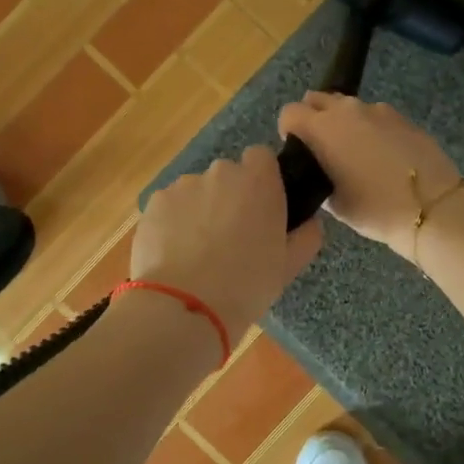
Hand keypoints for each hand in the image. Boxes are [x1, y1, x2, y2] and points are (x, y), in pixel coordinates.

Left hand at [131, 147, 322, 343]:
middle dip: (228, 197)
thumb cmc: (247, 285)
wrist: (185, 306)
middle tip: (230, 236)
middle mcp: (220, 173)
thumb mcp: (288, 266)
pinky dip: (172, 223)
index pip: (261, 157)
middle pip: (226, 175)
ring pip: (195, 191)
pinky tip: (174, 254)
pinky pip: (169, 207)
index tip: (260, 207)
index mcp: (258, 182)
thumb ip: (305, 236)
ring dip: (199, 210)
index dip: (260, 179)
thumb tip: (310, 222)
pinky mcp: (153, 203)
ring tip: (197, 251)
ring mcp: (182, 186)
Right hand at [277, 94, 461, 257]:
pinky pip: (375, 116)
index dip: (288, 130)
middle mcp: (347, 110)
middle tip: (321, 149)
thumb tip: (318, 167)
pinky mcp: (403, 118)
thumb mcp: (334, 203)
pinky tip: (381, 155)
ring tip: (353, 153)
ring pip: (347, 106)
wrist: (432, 207)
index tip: (297, 151)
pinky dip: (370, 129)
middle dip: (312, 117)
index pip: (289, 112)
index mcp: (322, 128)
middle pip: (317, 99)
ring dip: (342, 122)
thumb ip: (317, 176)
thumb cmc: (374, 208)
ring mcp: (378, 110)